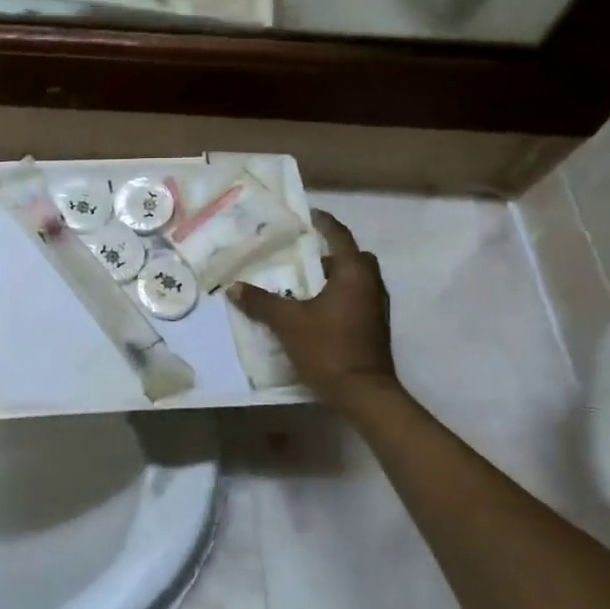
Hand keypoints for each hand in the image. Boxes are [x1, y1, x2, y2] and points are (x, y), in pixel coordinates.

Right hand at [229, 211, 397, 407]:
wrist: (363, 393)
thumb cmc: (328, 348)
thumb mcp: (288, 323)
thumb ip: (261, 302)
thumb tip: (234, 287)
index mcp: (354, 273)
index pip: (339, 236)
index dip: (323, 223)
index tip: (306, 215)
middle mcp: (370, 284)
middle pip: (351, 257)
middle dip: (328, 254)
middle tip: (299, 256)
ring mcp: (376, 307)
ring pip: (354, 280)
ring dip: (332, 277)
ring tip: (300, 284)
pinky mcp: (374, 327)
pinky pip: (354, 299)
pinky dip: (336, 297)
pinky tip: (312, 310)